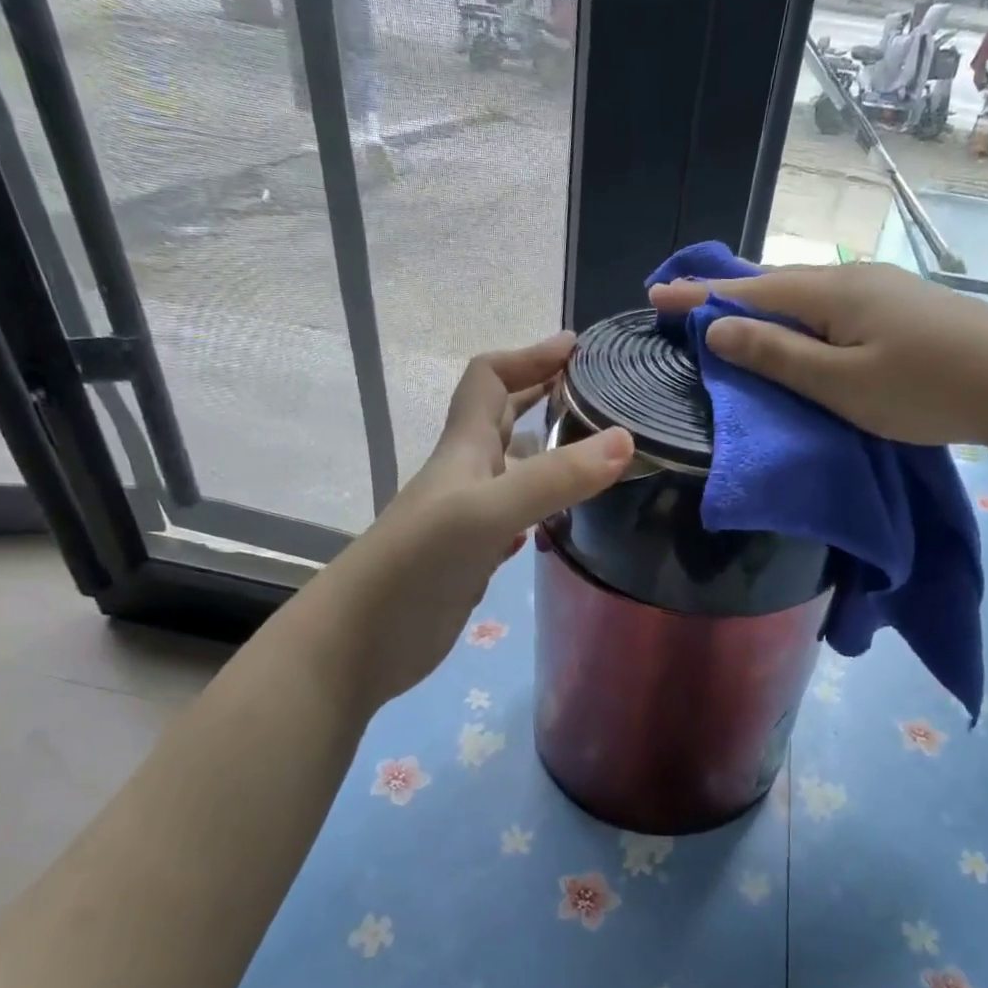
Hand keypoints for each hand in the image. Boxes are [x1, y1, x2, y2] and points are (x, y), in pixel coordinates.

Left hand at [296, 334, 632, 714]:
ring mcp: (469, 518)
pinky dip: (541, 507)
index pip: (489, 380)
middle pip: (502, 418)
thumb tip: (626, 439)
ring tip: (598, 454)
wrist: (361, 640)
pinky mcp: (474, 557)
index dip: (528, 356)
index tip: (576, 347)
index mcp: (464, 449)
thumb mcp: (487, 512)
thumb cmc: (418, 563)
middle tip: (597, 392)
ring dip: (548, 453)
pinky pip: (515, 516)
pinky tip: (565, 519)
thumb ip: (554, 478)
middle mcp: (466, 475)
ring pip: (513, 469)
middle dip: (543, 394)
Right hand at [650, 262, 987, 451]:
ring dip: (762, 304)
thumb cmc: (925, 389)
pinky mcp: (902, 309)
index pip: (748, 290)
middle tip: (683, 304)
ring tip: (729, 314)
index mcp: (830, 293)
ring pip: (805, 294)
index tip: (654, 295)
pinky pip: (830, 306)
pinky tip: (797, 327)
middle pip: (775, 284)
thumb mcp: (841, 384)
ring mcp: (881, 290)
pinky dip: (797, 316)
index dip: (698, 295)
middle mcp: (851, 279)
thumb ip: (778, 356)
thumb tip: (718, 329)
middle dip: (725, 293)